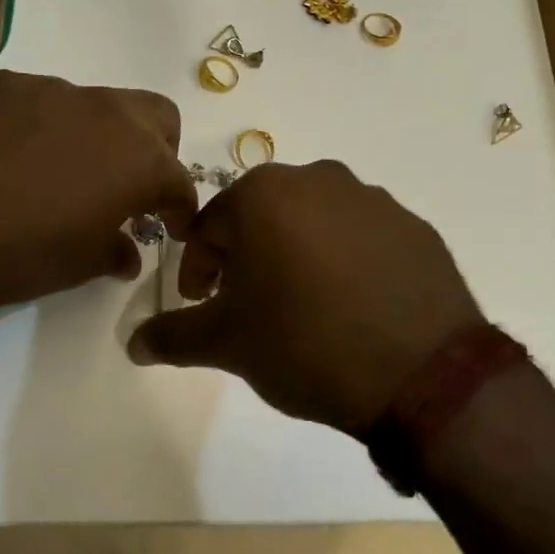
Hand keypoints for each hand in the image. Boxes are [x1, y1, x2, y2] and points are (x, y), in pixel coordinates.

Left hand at [0, 71, 195, 317]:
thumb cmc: (12, 256)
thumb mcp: (75, 266)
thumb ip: (113, 251)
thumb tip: (127, 253)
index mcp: (136, 159)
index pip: (178, 179)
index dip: (179, 208)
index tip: (170, 228)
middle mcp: (103, 111)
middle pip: (155, 116)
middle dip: (155, 150)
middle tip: (128, 188)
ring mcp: (48, 89)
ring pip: (93, 105)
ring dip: (93, 137)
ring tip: (56, 174)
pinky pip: (37, 100)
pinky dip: (40, 126)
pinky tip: (6, 158)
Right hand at [127, 160, 481, 434]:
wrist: (421, 374)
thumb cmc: (305, 344)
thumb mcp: (227, 344)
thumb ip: (173, 336)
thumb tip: (133, 344)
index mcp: (264, 194)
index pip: (208, 226)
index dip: (197, 268)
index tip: (202, 304)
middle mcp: (318, 179)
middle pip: (262, 216)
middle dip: (245, 257)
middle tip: (248, 306)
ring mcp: (373, 199)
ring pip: (313, 222)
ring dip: (296, 255)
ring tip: (303, 308)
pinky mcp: (415, 226)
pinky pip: (362, 237)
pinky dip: (345, 261)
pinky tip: (352, 306)